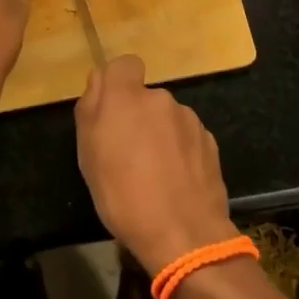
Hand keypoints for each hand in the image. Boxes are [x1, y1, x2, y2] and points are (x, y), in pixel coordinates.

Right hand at [75, 55, 237, 274]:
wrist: (184, 234)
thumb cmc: (123, 194)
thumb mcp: (88, 154)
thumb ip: (90, 109)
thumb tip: (99, 82)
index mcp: (127, 97)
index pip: (124, 64)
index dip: (116, 83)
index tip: (110, 111)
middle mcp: (161, 99)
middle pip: (144, 97)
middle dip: (136, 116)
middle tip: (126, 154)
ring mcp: (190, 120)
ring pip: (166, 118)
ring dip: (159, 135)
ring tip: (153, 174)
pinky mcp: (210, 142)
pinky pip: (186, 138)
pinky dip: (179, 152)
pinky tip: (175, 182)